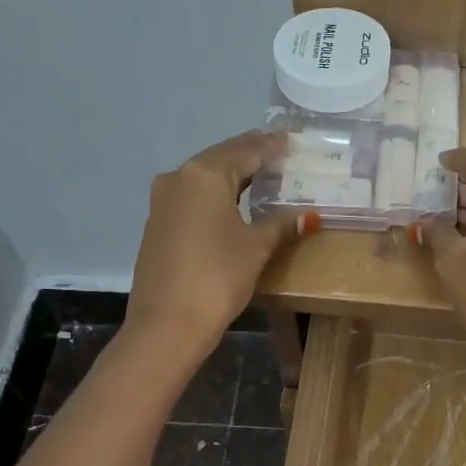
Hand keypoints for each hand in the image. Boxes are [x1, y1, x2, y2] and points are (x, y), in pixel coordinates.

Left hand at [127, 132, 293, 364]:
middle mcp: (179, 178)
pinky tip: (232, 201)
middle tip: (278, 152)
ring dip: (231, 173)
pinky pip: (192, 196)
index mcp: (205, 175)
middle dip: (249, 154)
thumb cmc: (217, 278)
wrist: (166, 324)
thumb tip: (308, 216)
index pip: (245, 151)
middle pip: (221, 158)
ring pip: (204, 176)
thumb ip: (280, 224)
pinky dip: (215, 192)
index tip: (290, 141)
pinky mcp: (158, 224)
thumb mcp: (255, 247)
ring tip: (260, 173)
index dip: (270, 147)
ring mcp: (163, 201)